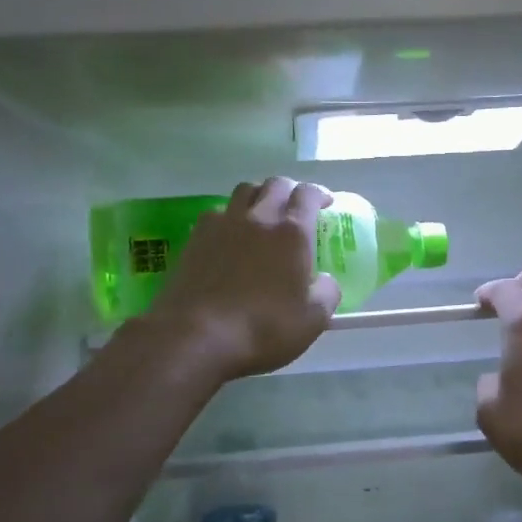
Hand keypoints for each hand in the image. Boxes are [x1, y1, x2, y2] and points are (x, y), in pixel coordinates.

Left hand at [143, 177, 340, 380]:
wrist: (196, 336)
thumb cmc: (263, 329)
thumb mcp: (313, 320)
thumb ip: (327, 292)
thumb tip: (323, 280)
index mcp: (291, 233)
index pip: (307, 194)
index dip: (319, 193)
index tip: (325, 203)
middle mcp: (257, 218)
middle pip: (274, 184)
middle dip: (289, 190)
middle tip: (295, 207)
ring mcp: (222, 224)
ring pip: (243, 192)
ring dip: (258, 196)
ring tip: (262, 214)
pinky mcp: (195, 238)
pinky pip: (217, 213)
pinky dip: (230, 217)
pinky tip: (230, 237)